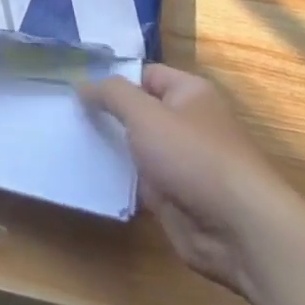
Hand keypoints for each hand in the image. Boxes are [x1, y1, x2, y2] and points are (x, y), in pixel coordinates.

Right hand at [82, 63, 304, 295]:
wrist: (239, 231)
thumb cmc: (193, 157)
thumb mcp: (144, 113)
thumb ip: (111, 94)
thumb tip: (84, 85)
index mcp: (189, 93)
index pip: (143, 74)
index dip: (112, 79)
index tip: (75, 86)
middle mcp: (187, 123)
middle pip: (138, 111)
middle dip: (106, 114)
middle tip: (64, 113)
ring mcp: (181, 162)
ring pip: (136, 147)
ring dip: (109, 147)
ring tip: (66, 140)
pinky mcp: (175, 195)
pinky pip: (139, 179)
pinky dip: (118, 178)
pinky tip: (85, 173)